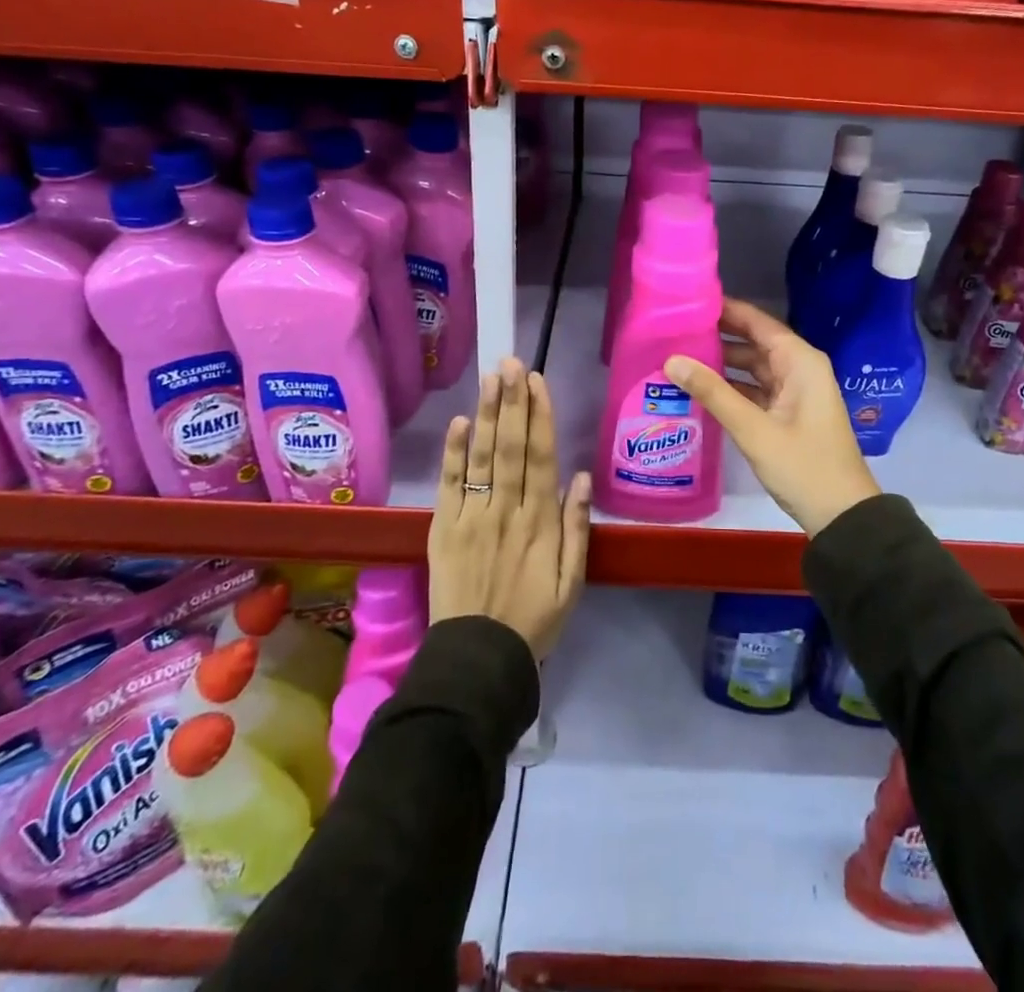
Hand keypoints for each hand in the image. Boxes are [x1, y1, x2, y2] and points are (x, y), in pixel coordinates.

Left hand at [429, 358, 591, 658]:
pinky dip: (453, 452)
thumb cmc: (534, 621)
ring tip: (490, 378)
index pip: (541, 456)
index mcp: (541, 522)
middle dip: (512, 402)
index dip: (540, 416)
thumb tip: (580, 477)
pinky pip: (450, 485)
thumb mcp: (573, 582)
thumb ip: (577, 528)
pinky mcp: (443, 529)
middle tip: (512, 362)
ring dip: (486, 414)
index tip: (537, 382)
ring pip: (482, 457)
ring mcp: (472, 517)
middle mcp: (507, 510)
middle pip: (510, 446)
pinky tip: (458, 422)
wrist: (478, 660)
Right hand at [663, 300, 880, 538]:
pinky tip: (701, 389)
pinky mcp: (788, 413)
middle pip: (754, 341)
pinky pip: (756, 389)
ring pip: (753, 367)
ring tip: (679, 355)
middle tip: (674, 329)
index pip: (758, 322)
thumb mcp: (754, 429)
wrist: (842, 516)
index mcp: (800, 361)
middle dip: (718, 336)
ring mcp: (795, 392)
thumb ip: (713, 392)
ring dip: (722, 363)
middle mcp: (800, 368)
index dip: (726, 310)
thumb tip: (671, 359)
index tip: (688, 302)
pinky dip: (732, 387)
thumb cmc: (803, 466)